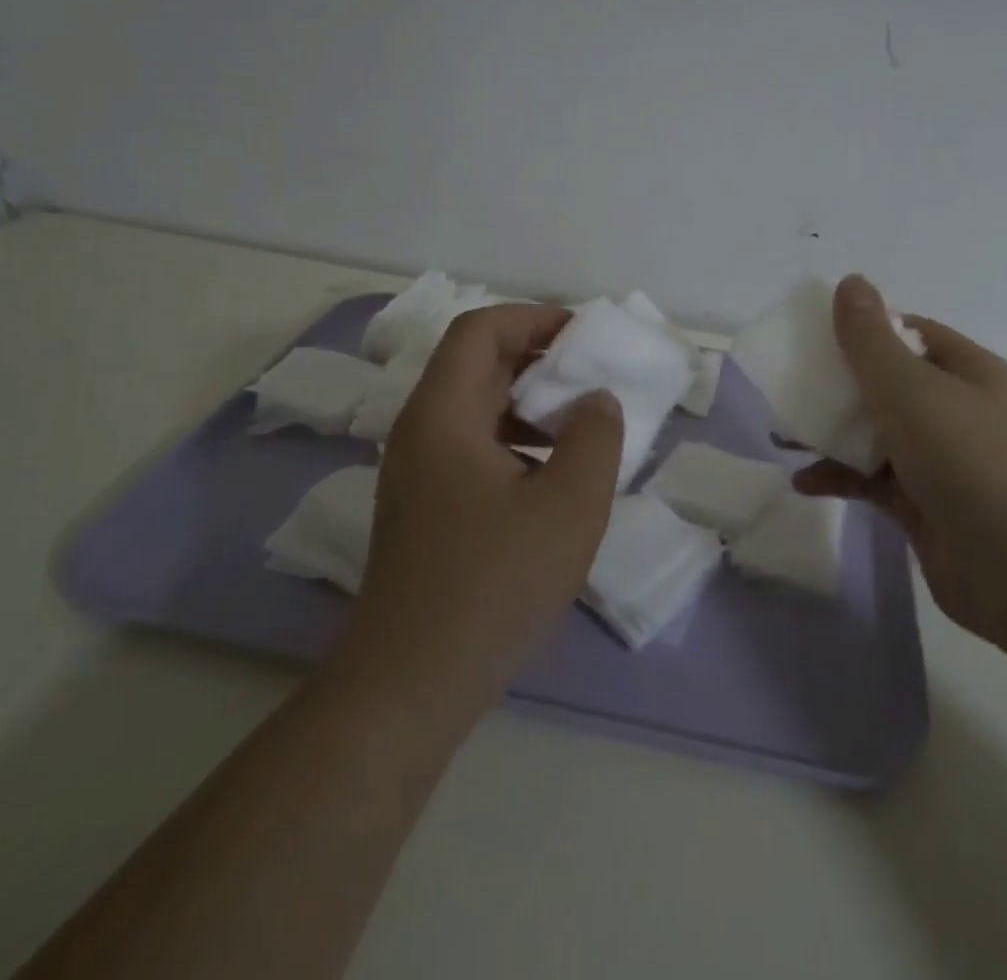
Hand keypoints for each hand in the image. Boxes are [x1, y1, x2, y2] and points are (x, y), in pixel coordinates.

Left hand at [341, 304, 622, 711]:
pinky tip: (553, 478)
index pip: (480, 330)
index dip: (533, 318)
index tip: (585, 337)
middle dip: (539, 360)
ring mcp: (418, 473)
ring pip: (477, 409)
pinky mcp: (426, 509)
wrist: (411, 686)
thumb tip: (595, 401)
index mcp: (443, 415)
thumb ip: (595, 437)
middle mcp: (420, 432)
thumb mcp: (568, 506)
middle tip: (594, 377)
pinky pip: (474, 447)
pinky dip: (517, 441)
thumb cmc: (493, 585)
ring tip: (581, 427)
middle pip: (477, 365)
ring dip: (530, 403)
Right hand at [794, 275, 1006, 646]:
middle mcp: (956, 409)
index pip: (908, 333)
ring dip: (833, 432)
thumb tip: (850, 280)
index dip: (863, 329)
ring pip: (877, 433)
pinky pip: (873, 480)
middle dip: (838, 383)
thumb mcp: (910, 388)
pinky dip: (840, 477)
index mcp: (965, 370)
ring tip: (784, 434)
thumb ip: (870, 338)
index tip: (814, 336)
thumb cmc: (968, 461)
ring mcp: (942, 460)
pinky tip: (804, 481)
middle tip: (790, 384)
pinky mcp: (925, 504)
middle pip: (887, 382)